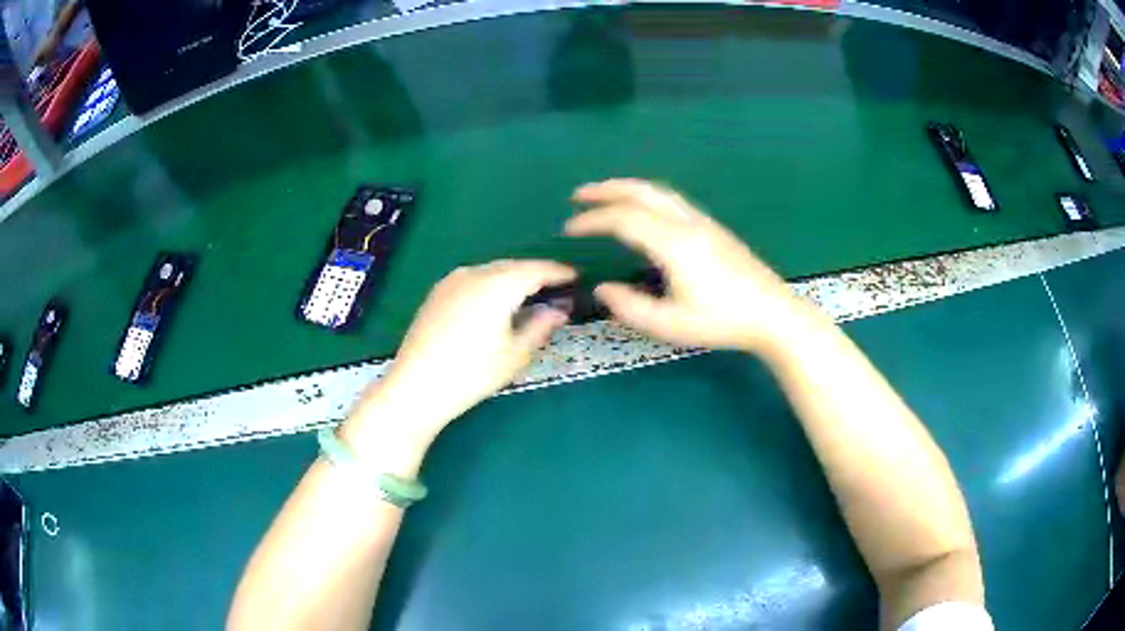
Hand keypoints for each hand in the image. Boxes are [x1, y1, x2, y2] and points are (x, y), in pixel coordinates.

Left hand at [351, 260, 575, 446]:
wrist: (416, 386)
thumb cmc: (473, 373)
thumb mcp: (516, 354)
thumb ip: (541, 326)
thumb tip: (559, 310)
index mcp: (499, 283)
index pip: (538, 269)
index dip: (560, 272)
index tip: (577, 276)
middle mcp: (475, 272)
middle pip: (514, 266)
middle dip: (536, 274)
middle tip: (556, 288)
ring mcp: (452, 280)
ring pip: (492, 271)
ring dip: (513, 279)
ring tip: (529, 295)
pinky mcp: (437, 292)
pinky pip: (474, 279)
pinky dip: (492, 285)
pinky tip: (495, 303)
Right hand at [566, 179, 810, 352]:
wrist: (772, 314)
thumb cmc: (722, 322)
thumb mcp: (671, 325)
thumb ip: (630, 308)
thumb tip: (601, 289)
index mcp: (674, 244)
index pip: (624, 219)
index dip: (592, 220)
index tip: (568, 229)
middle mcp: (687, 223)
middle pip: (642, 192)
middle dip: (606, 189)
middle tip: (578, 195)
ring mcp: (703, 222)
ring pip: (659, 192)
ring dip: (627, 189)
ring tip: (604, 196)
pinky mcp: (713, 227)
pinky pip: (672, 200)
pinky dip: (646, 196)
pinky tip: (641, 210)